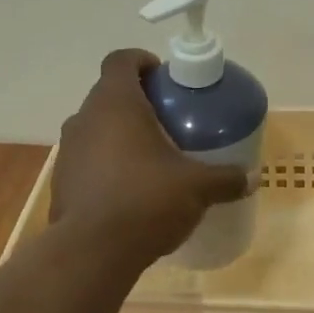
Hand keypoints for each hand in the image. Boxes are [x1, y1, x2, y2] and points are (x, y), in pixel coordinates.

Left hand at [51, 49, 249, 262]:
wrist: (92, 252)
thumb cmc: (145, 200)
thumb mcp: (196, 187)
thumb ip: (225, 179)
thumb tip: (250, 178)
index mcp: (115, 104)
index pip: (121, 60)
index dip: (141, 61)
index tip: (163, 76)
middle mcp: (85, 118)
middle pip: (109, 94)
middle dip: (137, 101)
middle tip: (168, 120)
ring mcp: (68, 151)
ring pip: (96, 128)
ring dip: (120, 134)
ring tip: (151, 157)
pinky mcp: (62, 182)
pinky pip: (88, 159)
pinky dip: (107, 163)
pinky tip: (131, 189)